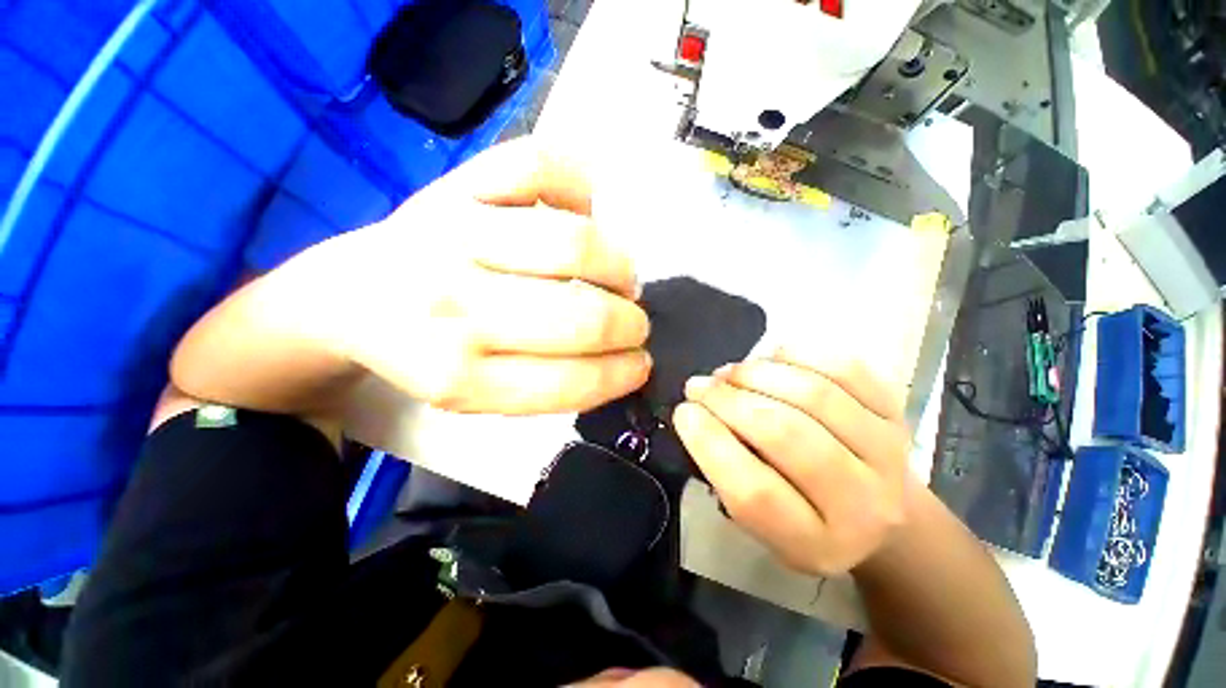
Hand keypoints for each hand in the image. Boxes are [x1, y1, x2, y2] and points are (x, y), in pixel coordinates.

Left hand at [321, 138, 651, 414]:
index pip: (569, 381)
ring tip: (620, 277)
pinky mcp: (455, 185)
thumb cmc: (426, 349)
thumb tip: (616, 358)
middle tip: (634, 322)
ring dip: (619, 265)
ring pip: (574, 242)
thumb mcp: (478, 396)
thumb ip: (545, 388)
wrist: (353, 296)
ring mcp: (454, 234)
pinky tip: (586, 210)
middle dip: (629, 324)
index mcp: (461, 376)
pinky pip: (538, 167)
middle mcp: (455, 308)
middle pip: (581, 316)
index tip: (640, 364)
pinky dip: (580, 186)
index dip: (620, 374)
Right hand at [673, 350, 909, 575]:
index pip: (754, 492)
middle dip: (729, 401)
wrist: (881, 510)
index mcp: (816, 543)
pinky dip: (798, 356)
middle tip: (699, 386)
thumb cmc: (805, 518)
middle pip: (786, 435)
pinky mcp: (895, 412)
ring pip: (813, 395)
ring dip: (757, 374)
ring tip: (728, 372)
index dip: (709, 443)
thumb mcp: (761, 523)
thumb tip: (698, 411)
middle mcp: (862, 503)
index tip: (684, 412)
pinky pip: (845, 369)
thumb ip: (728, 474)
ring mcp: (887, 451)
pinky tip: (770, 357)